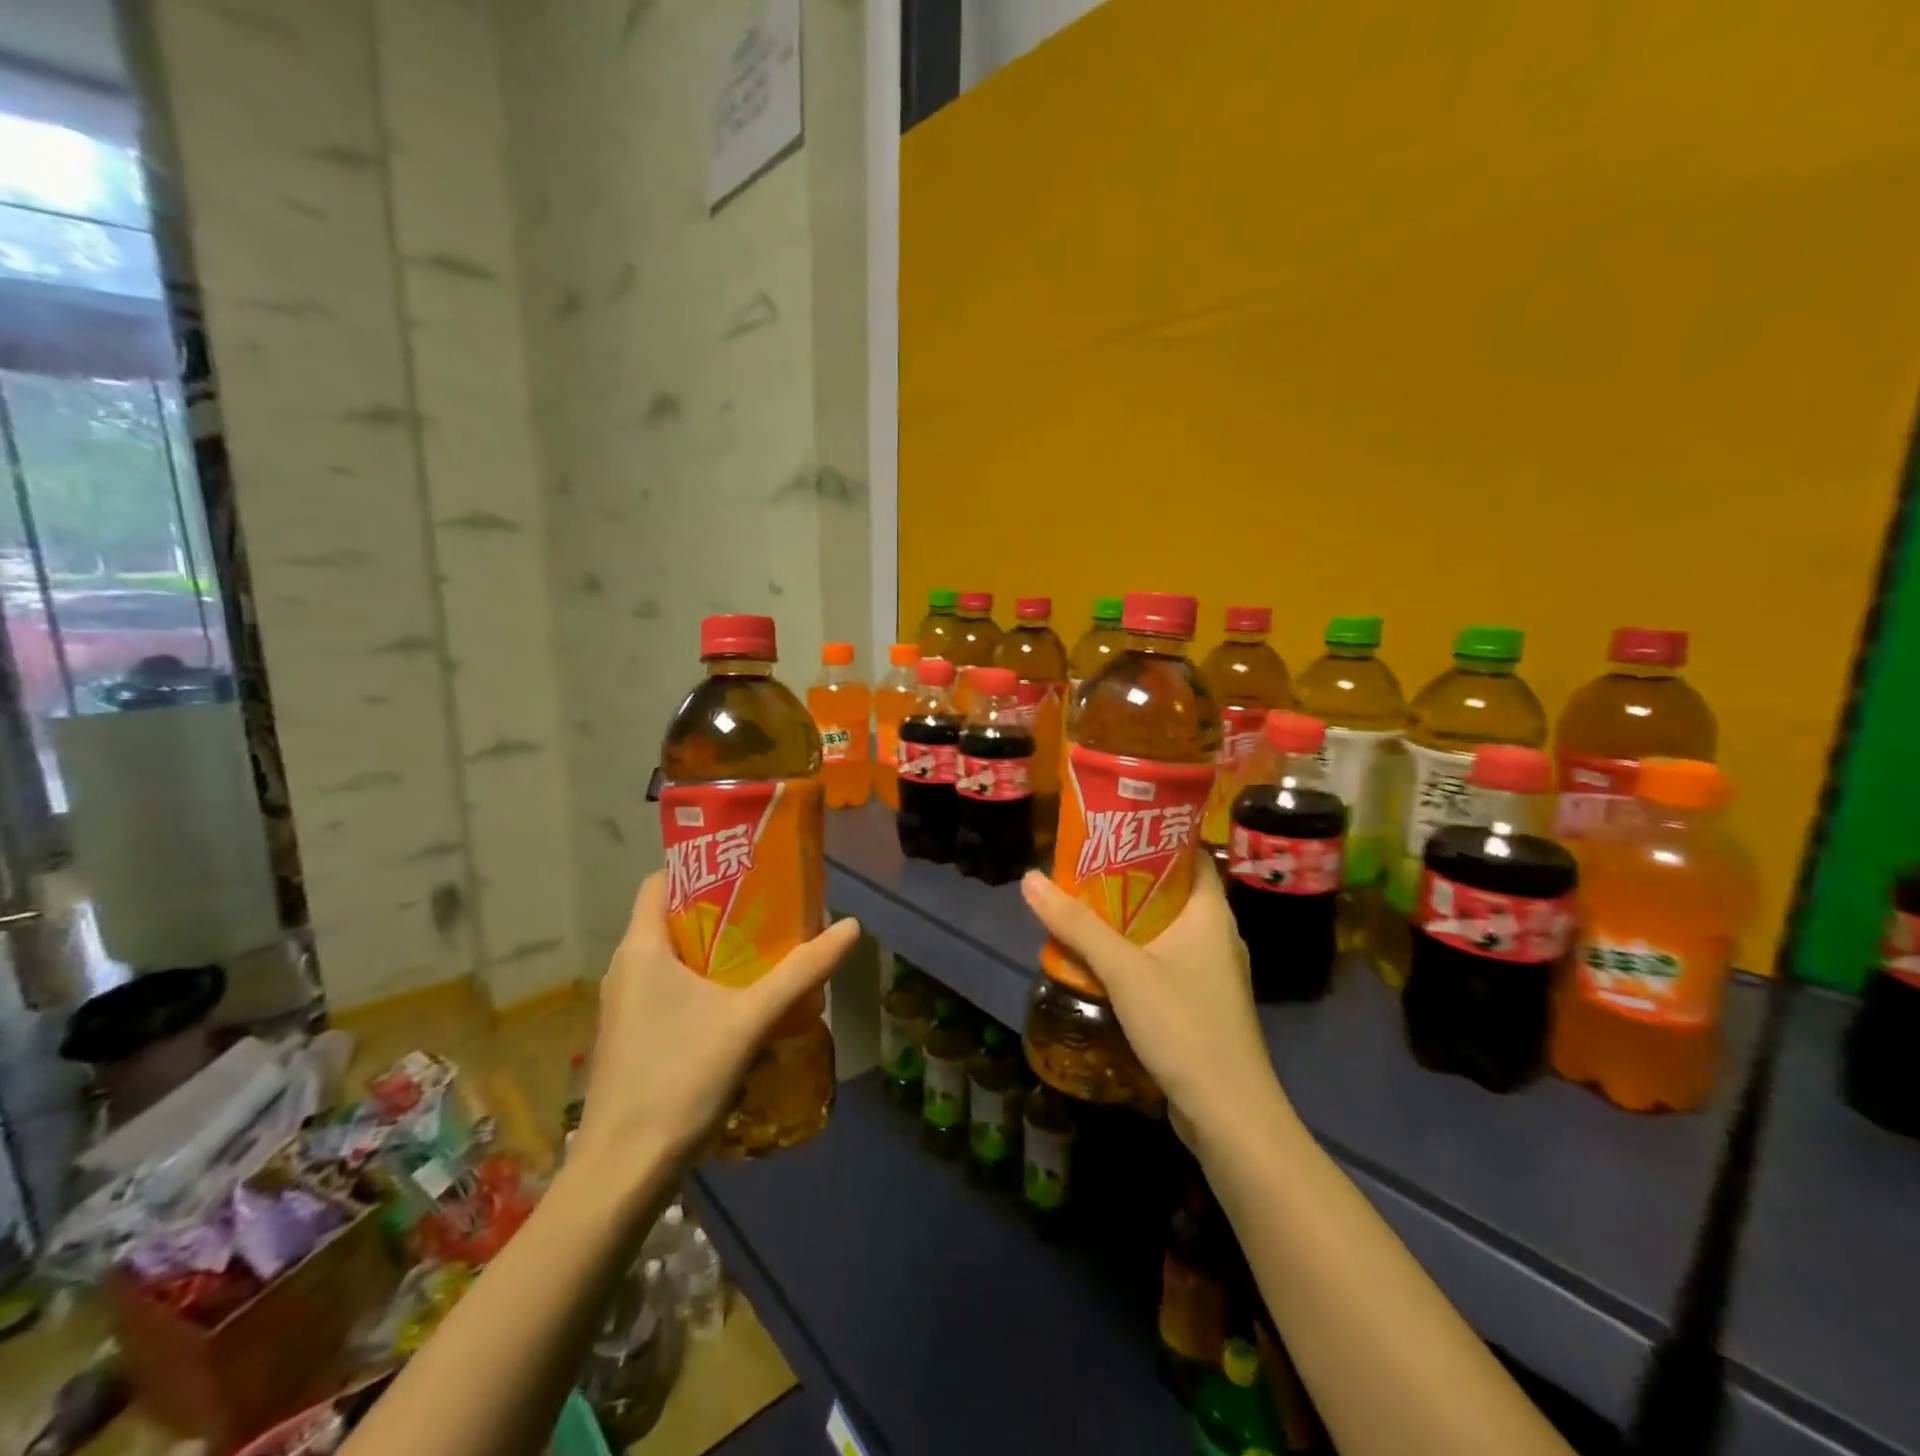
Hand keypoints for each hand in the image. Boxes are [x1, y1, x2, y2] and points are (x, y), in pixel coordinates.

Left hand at [571, 873, 860, 1180]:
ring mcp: (624, 1005)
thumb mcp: (750, 1019)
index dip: (700, 866)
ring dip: (714, 949)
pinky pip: (668, 987)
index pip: (660, 881)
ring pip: (672, 956)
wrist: (622, 1171)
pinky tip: (739, 1000)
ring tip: (765, 948)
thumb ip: (801, 972)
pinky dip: (702, 980)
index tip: (746, 866)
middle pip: (671, 917)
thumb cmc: (679, 1078)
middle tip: (770, 906)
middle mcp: (625, 968)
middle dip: (720, 909)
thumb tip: (851, 927)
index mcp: (642, 949)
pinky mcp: (632, 1034)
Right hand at [1020, 859, 1278, 1143]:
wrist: (1229, 1113)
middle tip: (1084, 867)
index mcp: (1211, 913)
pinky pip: (1165, 961)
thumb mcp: (1123, 969)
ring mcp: (1212, 972)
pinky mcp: (1202, 1003)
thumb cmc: (1184, 1024)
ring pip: (1166, 929)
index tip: (1114, 829)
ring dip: (1128, 919)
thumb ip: (1077, 925)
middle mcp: (1217, 935)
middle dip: (1129, 879)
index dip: (1156, 837)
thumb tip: (1030, 879)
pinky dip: (1136, 953)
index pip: (1191, 855)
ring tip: (1083, 907)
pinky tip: (1102, 960)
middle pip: (1172, 891)